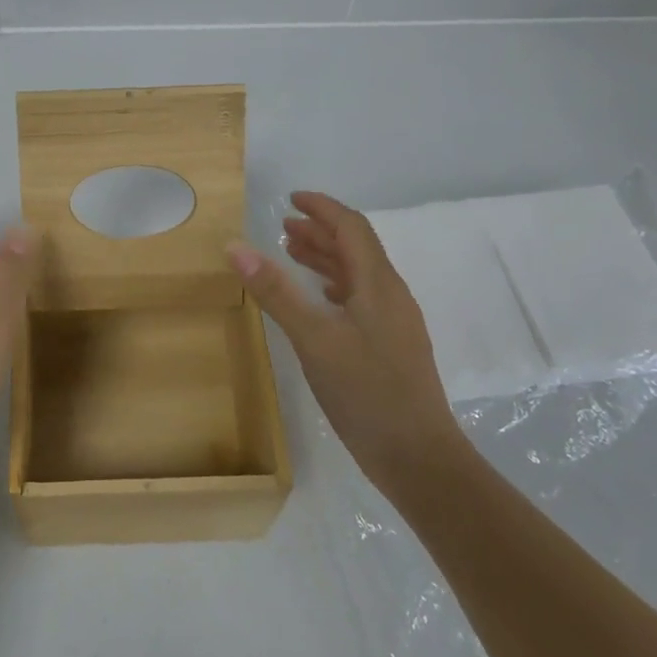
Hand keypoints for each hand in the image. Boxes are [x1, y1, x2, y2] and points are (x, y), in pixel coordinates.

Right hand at [227, 191, 458, 489]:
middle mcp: (390, 296)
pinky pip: (360, 300)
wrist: (419, 458)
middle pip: (356, 249)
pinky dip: (333, 288)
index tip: (291, 199)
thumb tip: (236, 246)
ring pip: (358, 276)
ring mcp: (394, 323)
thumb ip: (276, 292)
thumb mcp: (313, 340)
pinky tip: (318, 301)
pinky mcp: (390, 347)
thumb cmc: (366, 393)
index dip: (323, 208)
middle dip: (320, 232)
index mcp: (378, 285)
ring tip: (291, 255)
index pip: (352, 228)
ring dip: (326, 259)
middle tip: (282, 227)